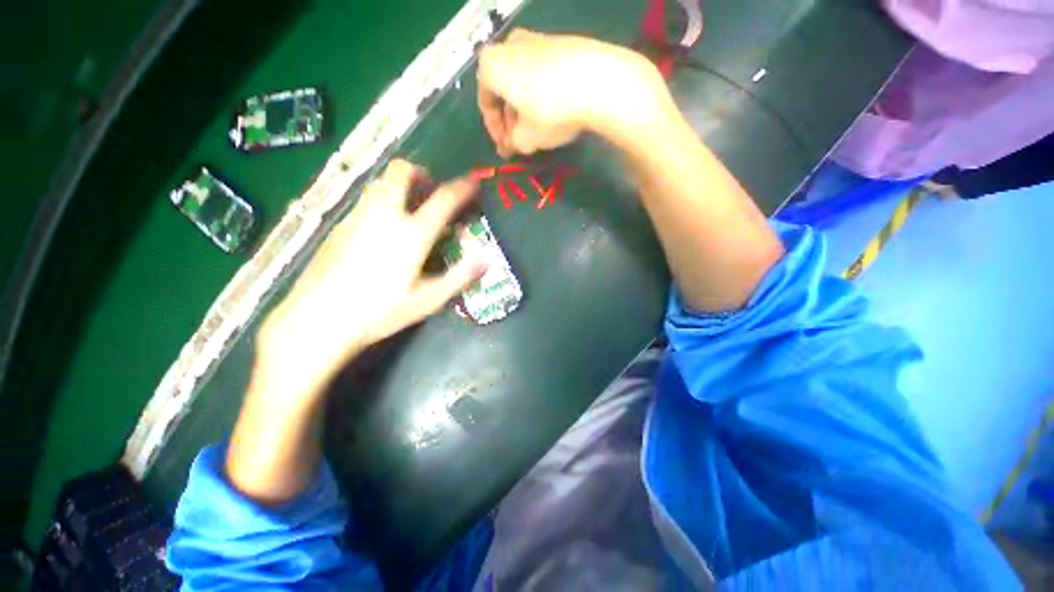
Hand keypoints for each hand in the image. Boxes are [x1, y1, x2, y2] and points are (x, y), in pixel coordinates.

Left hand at [257, 160, 487, 400]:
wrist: (318, 320)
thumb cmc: (380, 312)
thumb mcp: (428, 299)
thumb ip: (460, 276)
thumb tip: (488, 259)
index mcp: (411, 234)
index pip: (443, 199)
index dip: (462, 188)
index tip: (472, 184)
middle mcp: (384, 216)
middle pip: (400, 173)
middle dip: (420, 173)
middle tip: (430, 190)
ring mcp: (358, 218)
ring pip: (379, 183)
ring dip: (399, 185)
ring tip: (410, 207)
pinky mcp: (339, 226)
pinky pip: (365, 201)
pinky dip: (381, 201)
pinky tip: (382, 229)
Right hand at [477, 28, 670, 156]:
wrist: (598, 81)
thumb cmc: (550, 111)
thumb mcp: (525, 139)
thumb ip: (512, 143)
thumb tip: (512, 143)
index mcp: (491, 64)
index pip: (485, 103)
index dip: (495, 131)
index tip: (506, 148)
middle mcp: (510, 45)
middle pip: (504, 89)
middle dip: (510, 119)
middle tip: (519, 140)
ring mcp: (537, 39)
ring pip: (522, 81)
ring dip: (525, 107)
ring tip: (537, 129)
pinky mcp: (562, 43)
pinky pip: (542, 73)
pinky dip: (542, 94)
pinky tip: (554, 112)